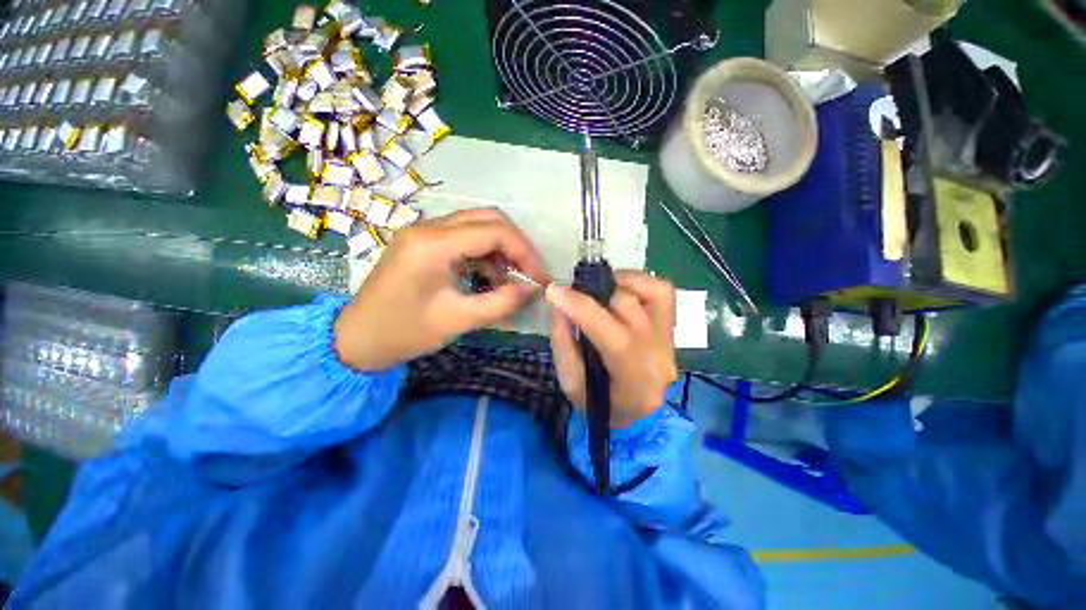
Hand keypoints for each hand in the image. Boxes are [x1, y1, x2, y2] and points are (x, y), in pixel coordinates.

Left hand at [334, 208, 548, 370]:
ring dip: (501, 249)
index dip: (525, 252)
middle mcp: (428, 227)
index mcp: (433, 244)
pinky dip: (485, 254)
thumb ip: (502, 302)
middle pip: (488, 218)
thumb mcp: (458, 320)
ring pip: (478, 225)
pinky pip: (464, 238)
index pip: (494, 231)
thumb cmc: (404, 332)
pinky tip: (491, 277)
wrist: (356, 339)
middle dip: (516, 246)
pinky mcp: (424, 242)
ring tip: (512, 280)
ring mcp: (424, 232)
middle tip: (530, 274)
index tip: (540, 278)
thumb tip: (533, 289)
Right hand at [547, 271, 677, 427]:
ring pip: (651, 291)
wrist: (640, 410)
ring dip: (617, 284)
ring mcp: (669, 336)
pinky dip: (637, 282)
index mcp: (634, 378)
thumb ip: (563, 344)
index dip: (580, 308)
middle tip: (574, 296)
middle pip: (629, 307)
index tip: (554, 292)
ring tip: (598, 291)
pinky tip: (619, 290)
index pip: (611, 335)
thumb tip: (559, 306)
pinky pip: (661, 289)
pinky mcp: (672, 324)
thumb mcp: (572, 383)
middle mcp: (659, 353)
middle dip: (594, 294)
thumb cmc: (602, 402)